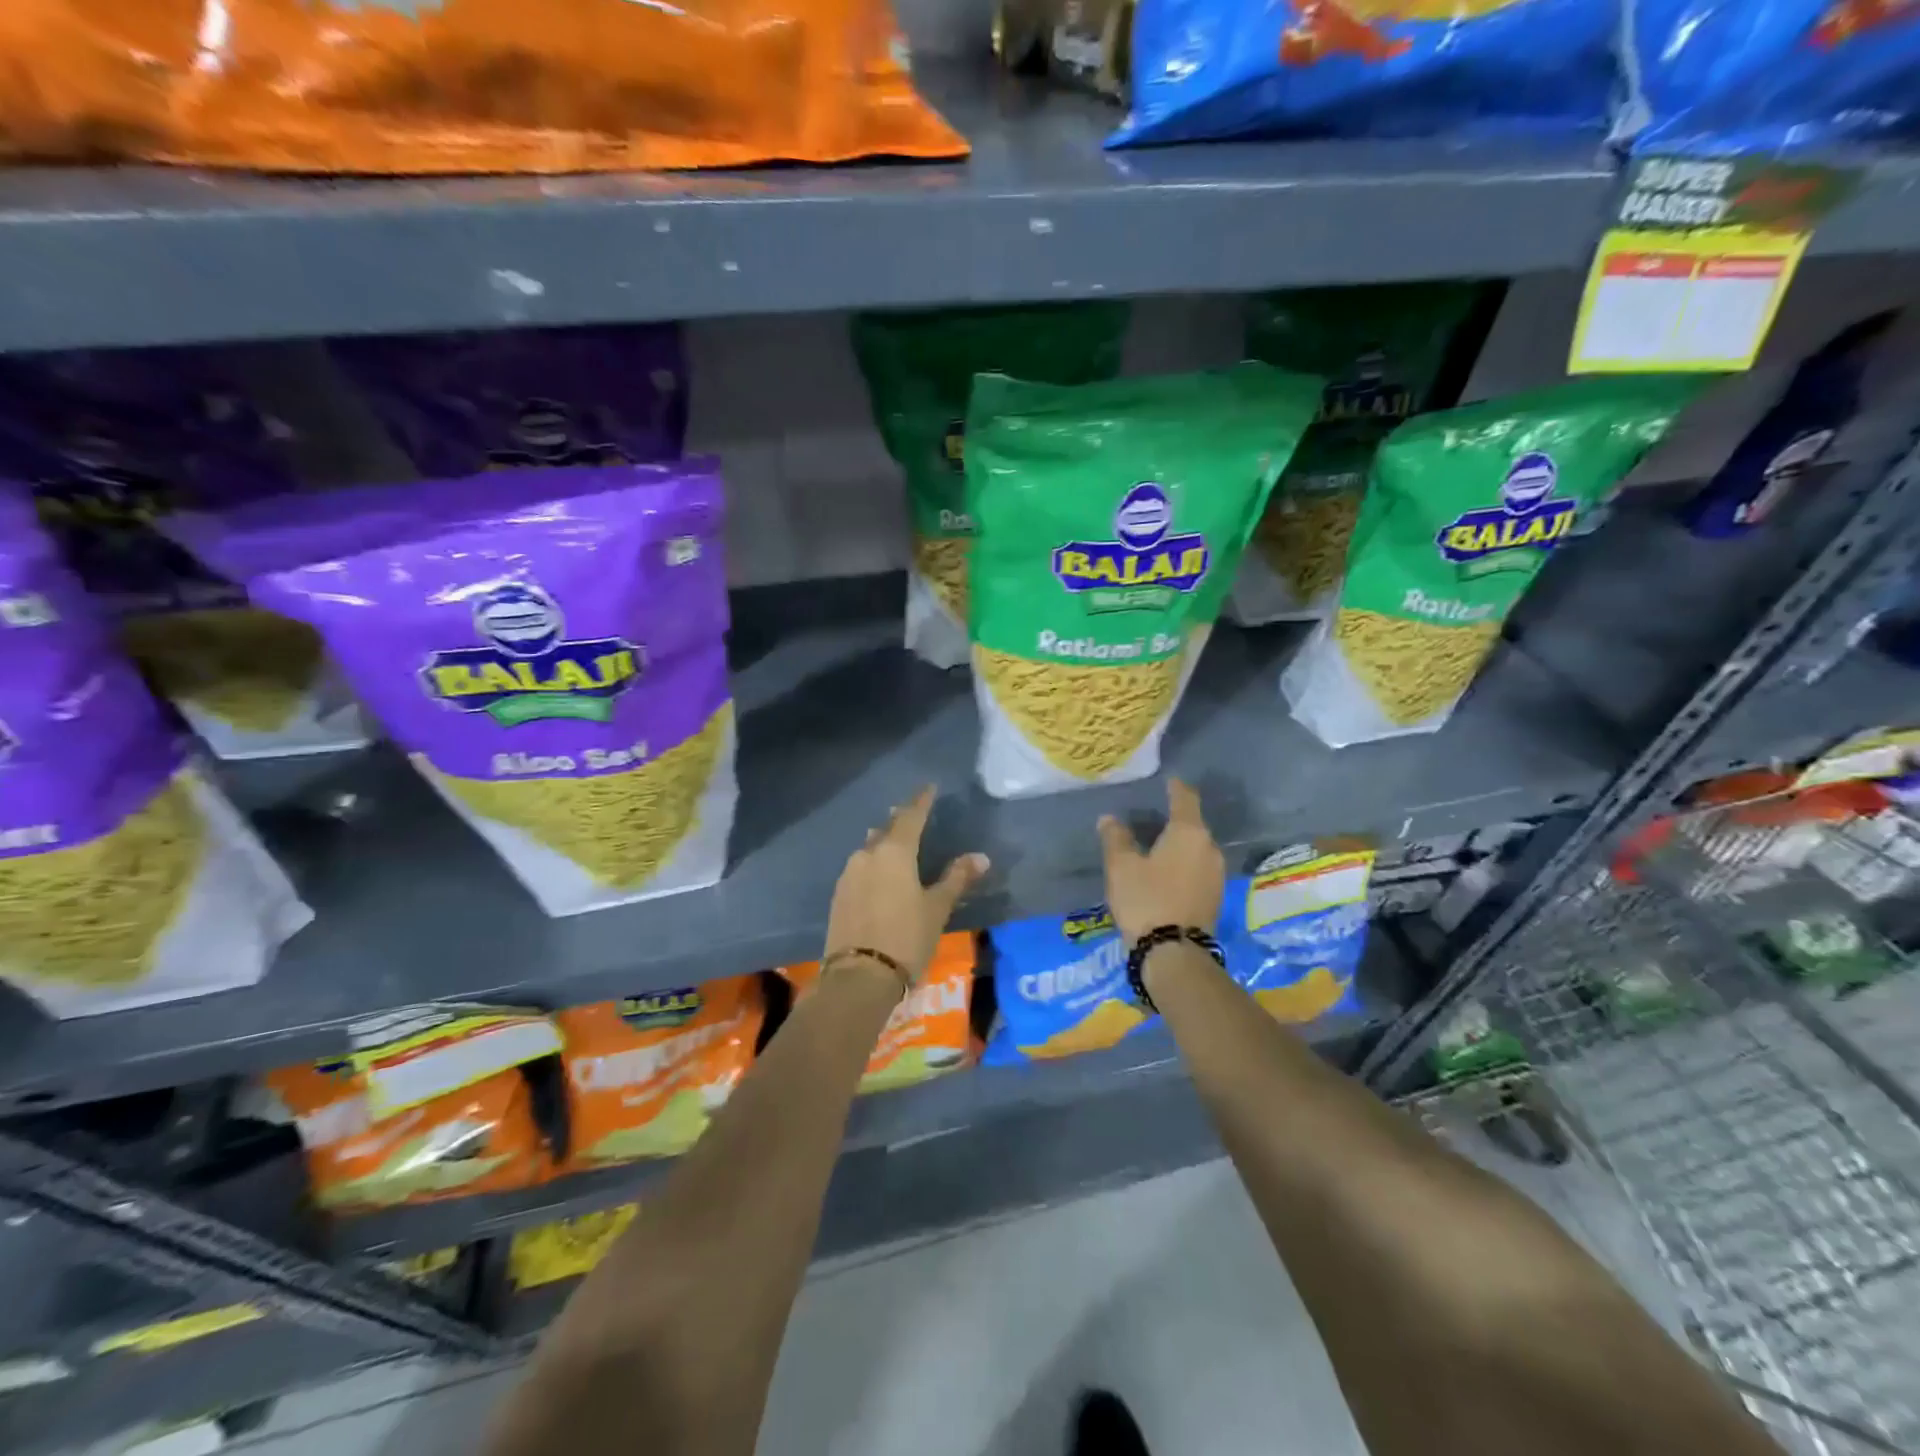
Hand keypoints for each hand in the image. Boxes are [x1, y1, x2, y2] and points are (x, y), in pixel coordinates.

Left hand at [824, 786, 988, 985]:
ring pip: (869, 849)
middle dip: (900, 821)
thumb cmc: (906, 937)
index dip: (921, 801)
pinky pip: (860, 869)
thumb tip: (981, 857)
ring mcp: (849, 875)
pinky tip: (879, 875)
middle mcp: (867, 855)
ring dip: (883, 842)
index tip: (929, 787)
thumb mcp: (937, 908)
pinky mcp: (839, 895)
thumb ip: (956, 879)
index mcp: (894, 852)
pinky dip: (873, 865)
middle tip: (912, 814)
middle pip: (886, 830)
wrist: (859, 977)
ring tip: (895, 842)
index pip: (911, 817)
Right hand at [1098, 779, 1224, 943]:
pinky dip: (1183, 865)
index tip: (1168, 781)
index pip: (1185, 798)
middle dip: (1174, 820)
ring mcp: (1216, 874)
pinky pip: (1197, 869)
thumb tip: (1109, 819)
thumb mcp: (1121, 867)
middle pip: (1193, 825)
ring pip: (1196, 849)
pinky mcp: (1215, 897)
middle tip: (1152, 818)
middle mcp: (1209, 848)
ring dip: (1178, 846)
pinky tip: (1166, 874)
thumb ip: (1116, 838)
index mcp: (1189, 832)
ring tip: (1156, 847)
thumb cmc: (1146, 899)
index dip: (1175, 787)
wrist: (1174, 953)